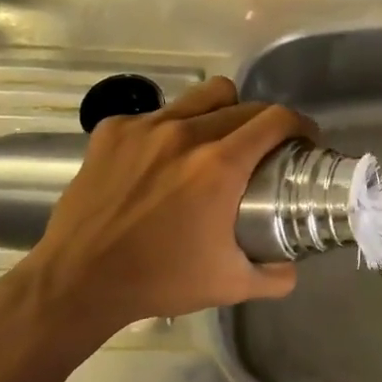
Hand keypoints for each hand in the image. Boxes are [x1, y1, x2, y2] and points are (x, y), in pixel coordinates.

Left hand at [1, 77, 312, 365]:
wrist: (77, 282)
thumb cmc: (159, 281)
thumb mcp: (229, 285)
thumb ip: (274, 276)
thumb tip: (293, 268)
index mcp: (219, 165)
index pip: (276, 120)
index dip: (299, 125)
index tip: (304, 139)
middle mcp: (186, 133)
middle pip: (244, 104)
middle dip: (265, 122)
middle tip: (264, 149)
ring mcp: (145, 127)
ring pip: (203, 96)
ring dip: (222, 111)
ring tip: (217, 139)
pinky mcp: (112, 130)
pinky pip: (157, 113)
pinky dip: (171, 127)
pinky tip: (163, 157)